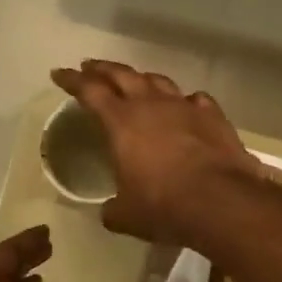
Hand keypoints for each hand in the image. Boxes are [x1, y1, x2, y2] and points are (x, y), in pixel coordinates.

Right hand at [51, 61, 262, 245]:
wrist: (222, 202)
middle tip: (90, 66)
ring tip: (135, 81)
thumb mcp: (127, 215)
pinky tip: (185, 105)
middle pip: (122, 75)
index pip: (90, 91)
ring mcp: (185, 107)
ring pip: (158, 81)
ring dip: (142, 78)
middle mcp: (151, 105)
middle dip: (102, 69)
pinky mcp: (213, 116)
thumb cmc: (164, 206)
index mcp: (121, 122)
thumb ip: (113, 209)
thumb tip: (110, 212)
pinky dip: (183, 101)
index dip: (72, 80)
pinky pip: (194, 99)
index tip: (59, 73)